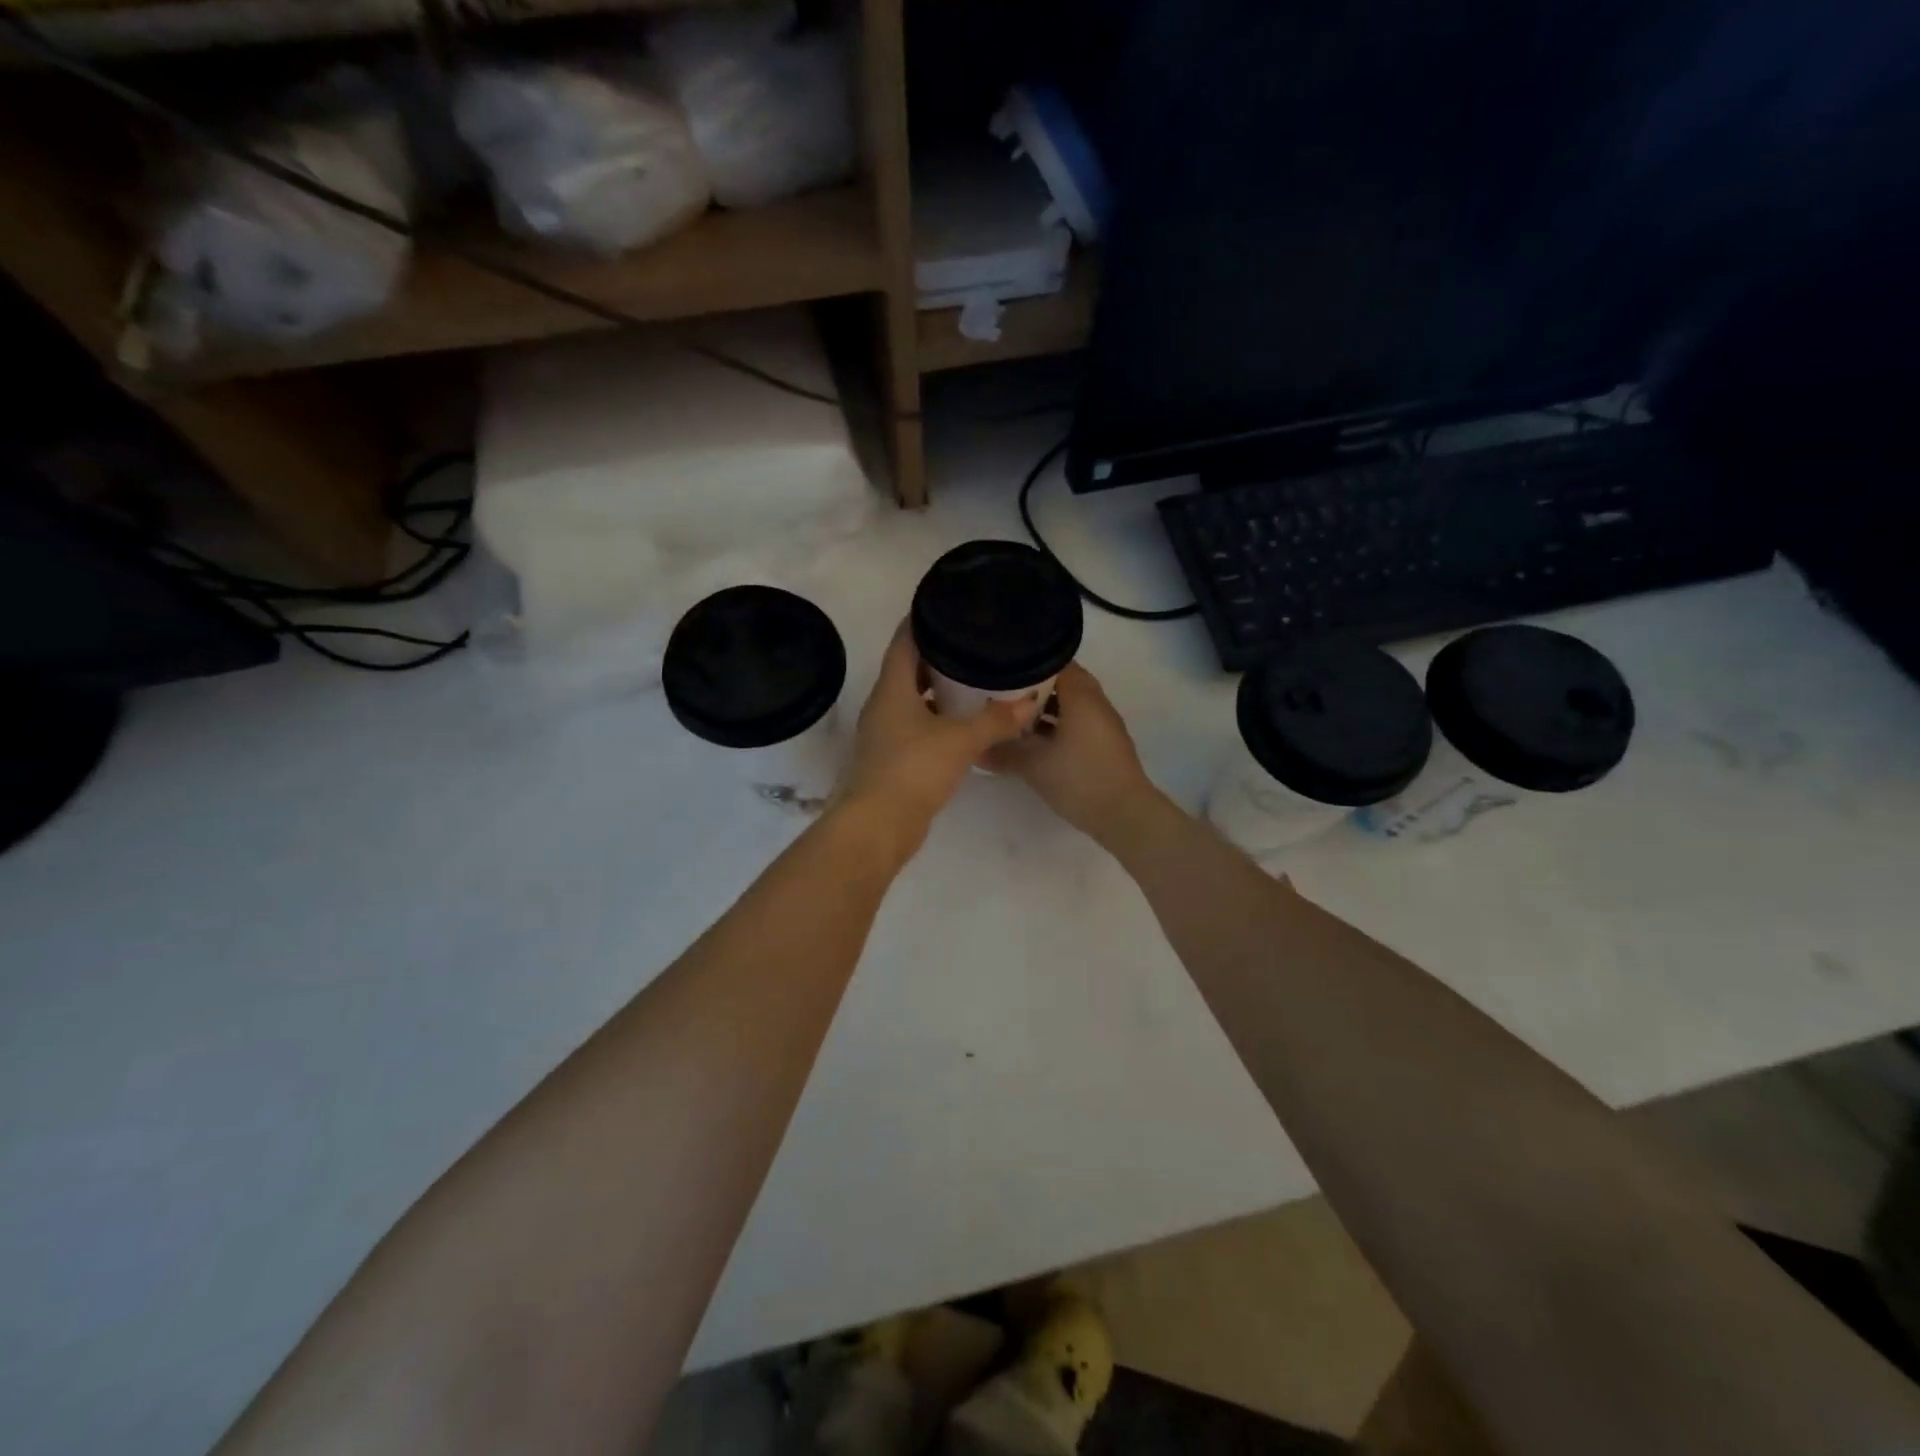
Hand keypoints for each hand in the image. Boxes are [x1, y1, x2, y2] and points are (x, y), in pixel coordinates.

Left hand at [835, 622, 1039, 855]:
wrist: (878, 826)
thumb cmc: (914, 770)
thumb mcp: (960, 741)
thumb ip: (995, 720)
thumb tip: (1029, 701)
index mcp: (892, 689)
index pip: (903, 641)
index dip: (921, 620)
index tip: (946, 605)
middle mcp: (883, 705)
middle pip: (907, 668)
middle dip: (936, 654)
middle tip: (971, 642)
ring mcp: (884, 732)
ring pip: (912, 699)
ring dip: (936, 688)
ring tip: (973, 678)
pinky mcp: (892, 757)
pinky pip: (915, 724)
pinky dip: (936, 716)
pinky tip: (962, 722)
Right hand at [986, 663, 1158, 844]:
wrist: (1124, 815)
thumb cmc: (1079, 780)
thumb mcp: (1034, 766)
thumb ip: (1003, 753)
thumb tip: (975, 749)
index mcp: (1081, 696)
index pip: (1054, 661)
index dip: (1026, 663)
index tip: (1000, 668)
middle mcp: (1095, 702)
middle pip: (1062, 682)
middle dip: (1032, 687)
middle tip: (1001, 692)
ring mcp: (1102, 723)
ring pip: (1069, 704)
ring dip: (1044, 707)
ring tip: (1011, 715)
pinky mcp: (1103, 743)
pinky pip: (1076, 722)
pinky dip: (1055, 724)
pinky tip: (1033, 740)